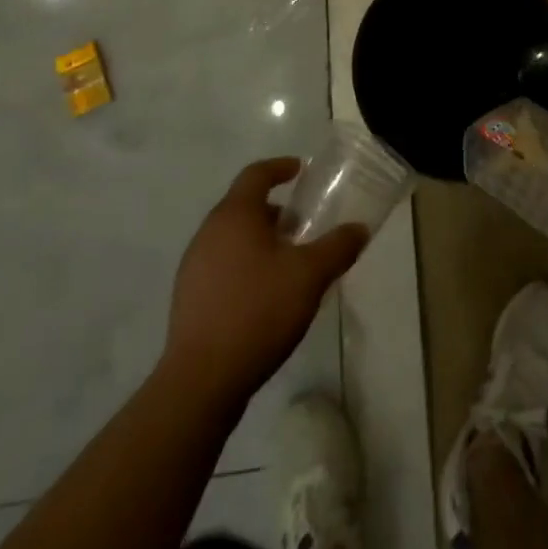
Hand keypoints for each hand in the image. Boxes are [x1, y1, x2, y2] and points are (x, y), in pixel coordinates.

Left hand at [166, 158, 365, 399]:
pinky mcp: (188, 298)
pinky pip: (220, 265)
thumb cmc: (258, 311)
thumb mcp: (310, 276)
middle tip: (300, 225)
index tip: (300, 170)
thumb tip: (359, 228)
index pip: (256, 174)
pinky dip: (243, 265)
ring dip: (258, 239)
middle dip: (273, 210)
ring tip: (286, 262)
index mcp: (234, 215)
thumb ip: (337, 247)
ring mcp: (193, 266)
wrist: (201, 381)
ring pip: (231, 237)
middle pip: (243, 206)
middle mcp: (208, 232)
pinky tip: (263, 294)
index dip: (279, 167)